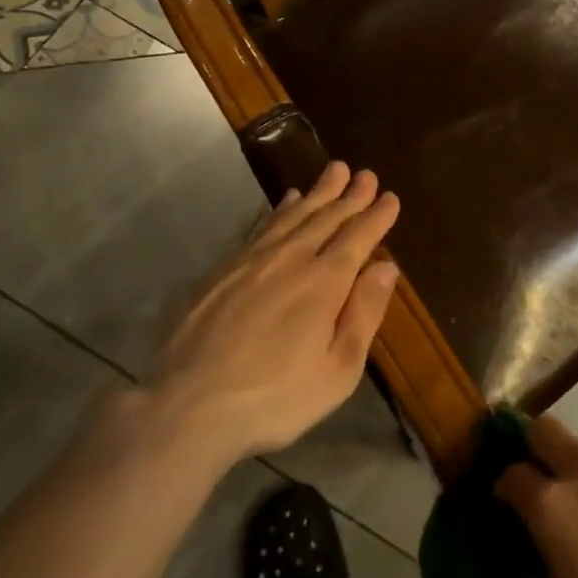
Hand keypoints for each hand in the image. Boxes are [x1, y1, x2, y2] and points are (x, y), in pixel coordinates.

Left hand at [144, 161, 400, 462]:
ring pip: (293, 215)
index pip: (358, 238)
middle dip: (350, 196)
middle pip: (326, 218)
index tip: (390, 197)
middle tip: (366, 174)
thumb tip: (386, 267)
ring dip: (317, 192)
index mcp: (324, 283)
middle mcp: (291, 259)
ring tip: (333, 172)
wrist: (187, 405)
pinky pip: (261, 226)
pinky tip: (285, 201)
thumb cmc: (275, 398)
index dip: (376, 217)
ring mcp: (252, 260)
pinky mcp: (222, 269)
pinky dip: (279, 209)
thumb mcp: (337, 370)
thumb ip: (364, 314)